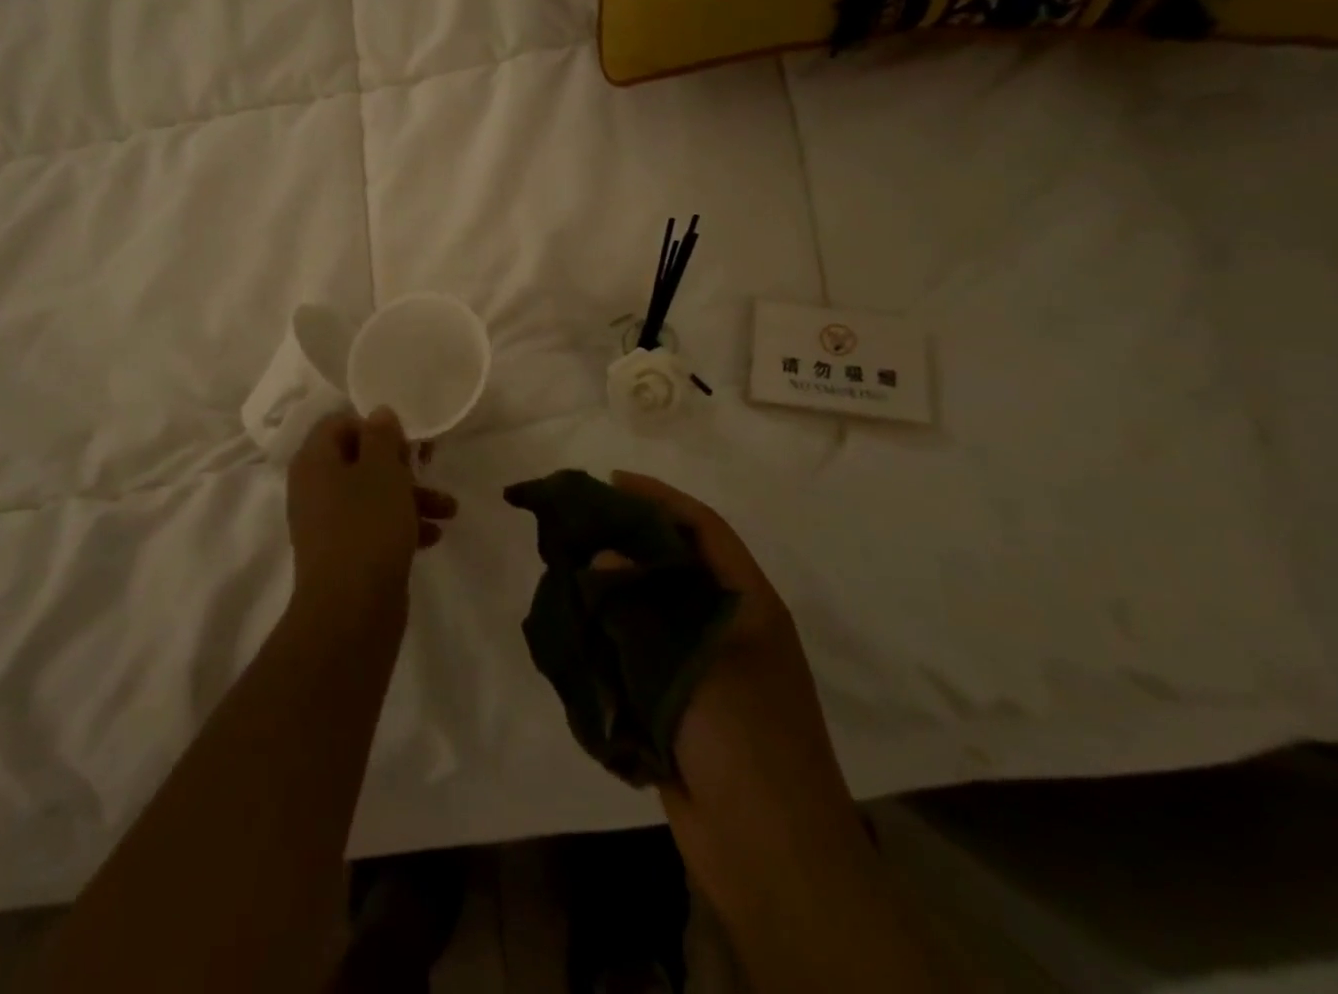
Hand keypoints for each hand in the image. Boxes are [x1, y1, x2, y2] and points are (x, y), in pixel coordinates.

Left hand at [287, 409, 456, 612]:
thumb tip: (378, 414)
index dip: (373, 425)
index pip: (338, 424)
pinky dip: (402, 526)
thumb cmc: (367, 526)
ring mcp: (327, 524)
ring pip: (372, 495)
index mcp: (314, 461)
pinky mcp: (345, 554)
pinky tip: (433, 537)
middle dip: (401, 464)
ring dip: (411, 497)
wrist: (351, 611)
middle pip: (359, 460)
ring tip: (449, 510)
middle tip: (430, 465)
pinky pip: (373, 527)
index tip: (404, 439)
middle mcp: (314, 488)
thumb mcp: (382, 470)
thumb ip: (382, 436)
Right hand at [607, 474, 855, 865]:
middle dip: (628, 539)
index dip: (660, 499)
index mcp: (747, 604)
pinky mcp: (676, 702)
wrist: (772, 856)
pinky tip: (575, 627)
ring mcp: (701, 666)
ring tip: (565, 567)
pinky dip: (609, 636)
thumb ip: (645, 606)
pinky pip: (638, 653)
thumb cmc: (747, 743)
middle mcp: (725, 625)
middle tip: (576, 523)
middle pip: (673, 564)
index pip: (703, 529)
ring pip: (651, 608)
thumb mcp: (699, 663)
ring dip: (613, 588)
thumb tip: (603, 555)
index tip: (612, 482)